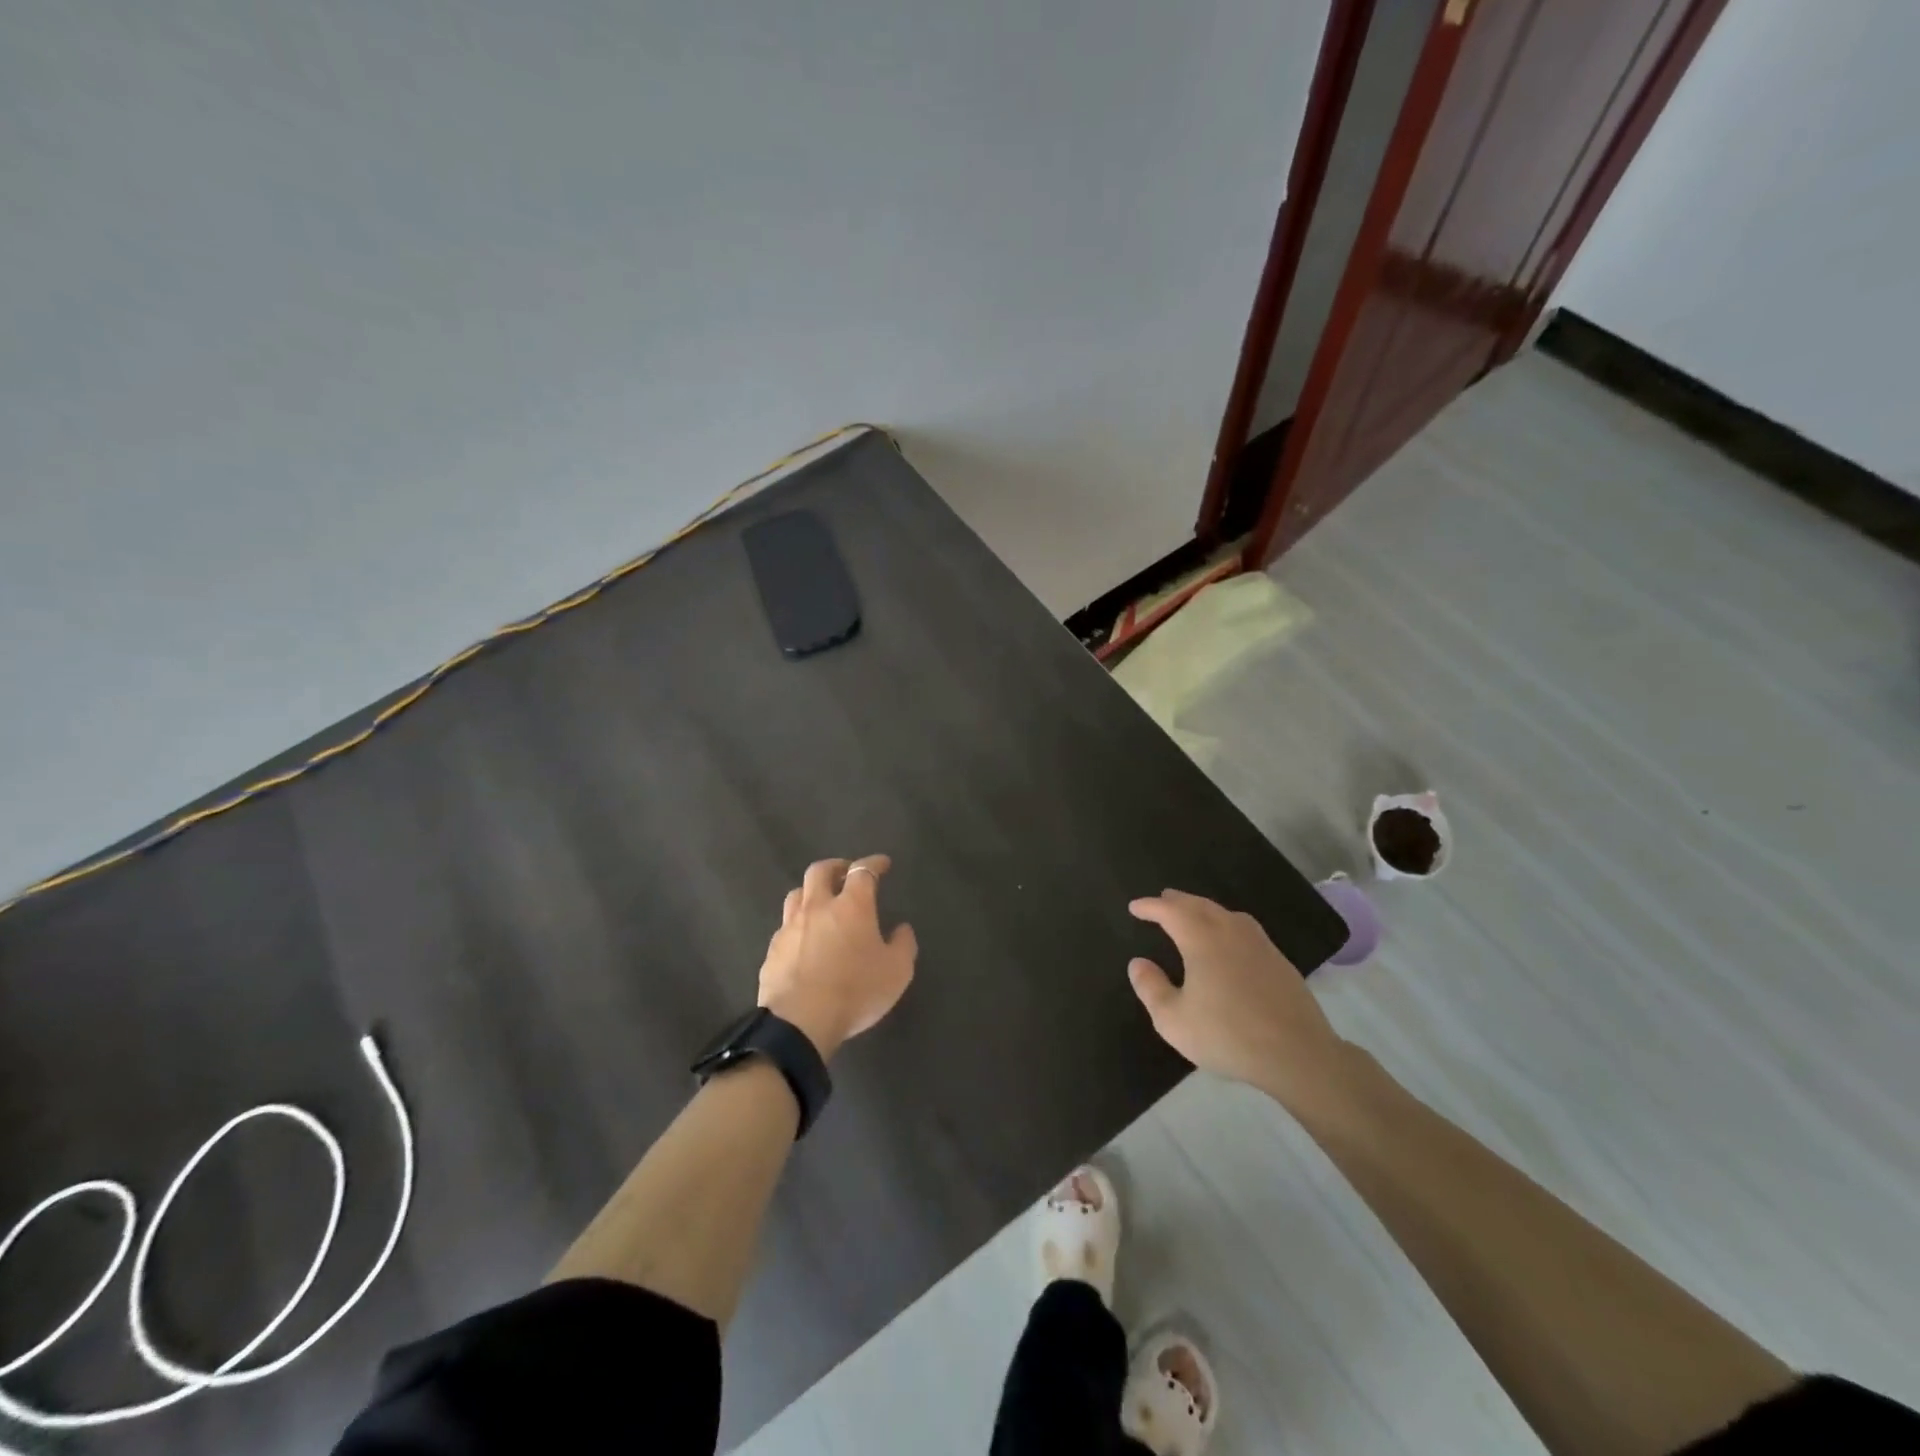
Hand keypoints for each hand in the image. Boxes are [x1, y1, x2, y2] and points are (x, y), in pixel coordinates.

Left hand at [758, 855, 916, 1061]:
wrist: (800, 1022)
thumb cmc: (855, 992)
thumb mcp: (897, 972)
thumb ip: (903, 945)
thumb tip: (902, 929)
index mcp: (851, 906)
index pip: (863, 871)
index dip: (874, 863)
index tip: (882, 863)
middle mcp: (818, 907)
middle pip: (820, 871)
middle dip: (836, 866)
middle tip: (846, 873)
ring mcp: (790, 927)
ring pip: (796, 894)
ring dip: (811, 892)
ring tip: (821, 902)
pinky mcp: (772, 950)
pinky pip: (785, 926)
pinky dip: (798, 924)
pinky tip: (804, 939)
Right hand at [1127, 890, 1350, 1108]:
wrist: (1298, 1054)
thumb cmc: (1228, 1036)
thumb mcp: (1174, 1020)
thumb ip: (1151, 988)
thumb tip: (1138, 963)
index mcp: (1202, 939)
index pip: (1170, 911)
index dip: (1150, 907)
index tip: (1135, 906)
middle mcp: (1230, 931)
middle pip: (1199, 905)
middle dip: (1177, 901)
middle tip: (1162, 900)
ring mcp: (1259, 944)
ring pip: (1225, 913)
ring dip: (1203, 908)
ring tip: (1192, 913)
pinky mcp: (1279, 960)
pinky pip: (1244, 928)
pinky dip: (1226, 923)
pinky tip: (1228, 939)